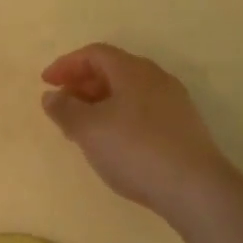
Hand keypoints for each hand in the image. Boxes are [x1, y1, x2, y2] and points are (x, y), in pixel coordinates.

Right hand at [41, 43, 231, 217]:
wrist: (196, 189)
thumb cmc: (135, 149)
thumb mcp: (89, 130)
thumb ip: (65, 110)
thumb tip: (51, 96)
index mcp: (132, 69)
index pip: (94, 53)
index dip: (67, 64)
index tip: (46, 82)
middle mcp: (155, 77)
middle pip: (113, 69)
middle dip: (83, 83)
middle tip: (63, 104)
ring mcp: (174, 102)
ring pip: (129, 91)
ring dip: (101, 102)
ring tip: (84, 127)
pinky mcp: (184, 127)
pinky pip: (143, 110)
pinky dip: (120, 116)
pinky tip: (114, 143)